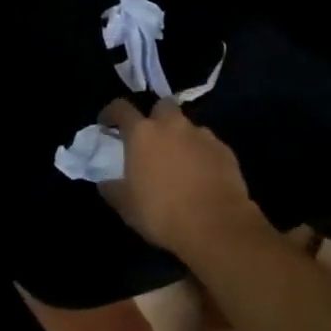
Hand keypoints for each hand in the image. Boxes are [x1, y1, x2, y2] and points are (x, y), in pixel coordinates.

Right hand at [99, 98, 268, 258]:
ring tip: (179, 163)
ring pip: (187, 126)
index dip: (111, 113)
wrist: (216, 224)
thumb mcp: (126, 206)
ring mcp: (202, 134)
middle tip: (151, 139)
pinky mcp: (224, 148)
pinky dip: (201, 154)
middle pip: (162, 106)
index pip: (121, 108)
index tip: (106, 122)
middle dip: (156, 117)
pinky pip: (207, 144)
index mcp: (143, 133)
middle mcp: (173, 125)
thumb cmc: (162, 213)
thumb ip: (112, 188)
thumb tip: (106, 181)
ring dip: (180, 138)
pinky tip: (201, 175)